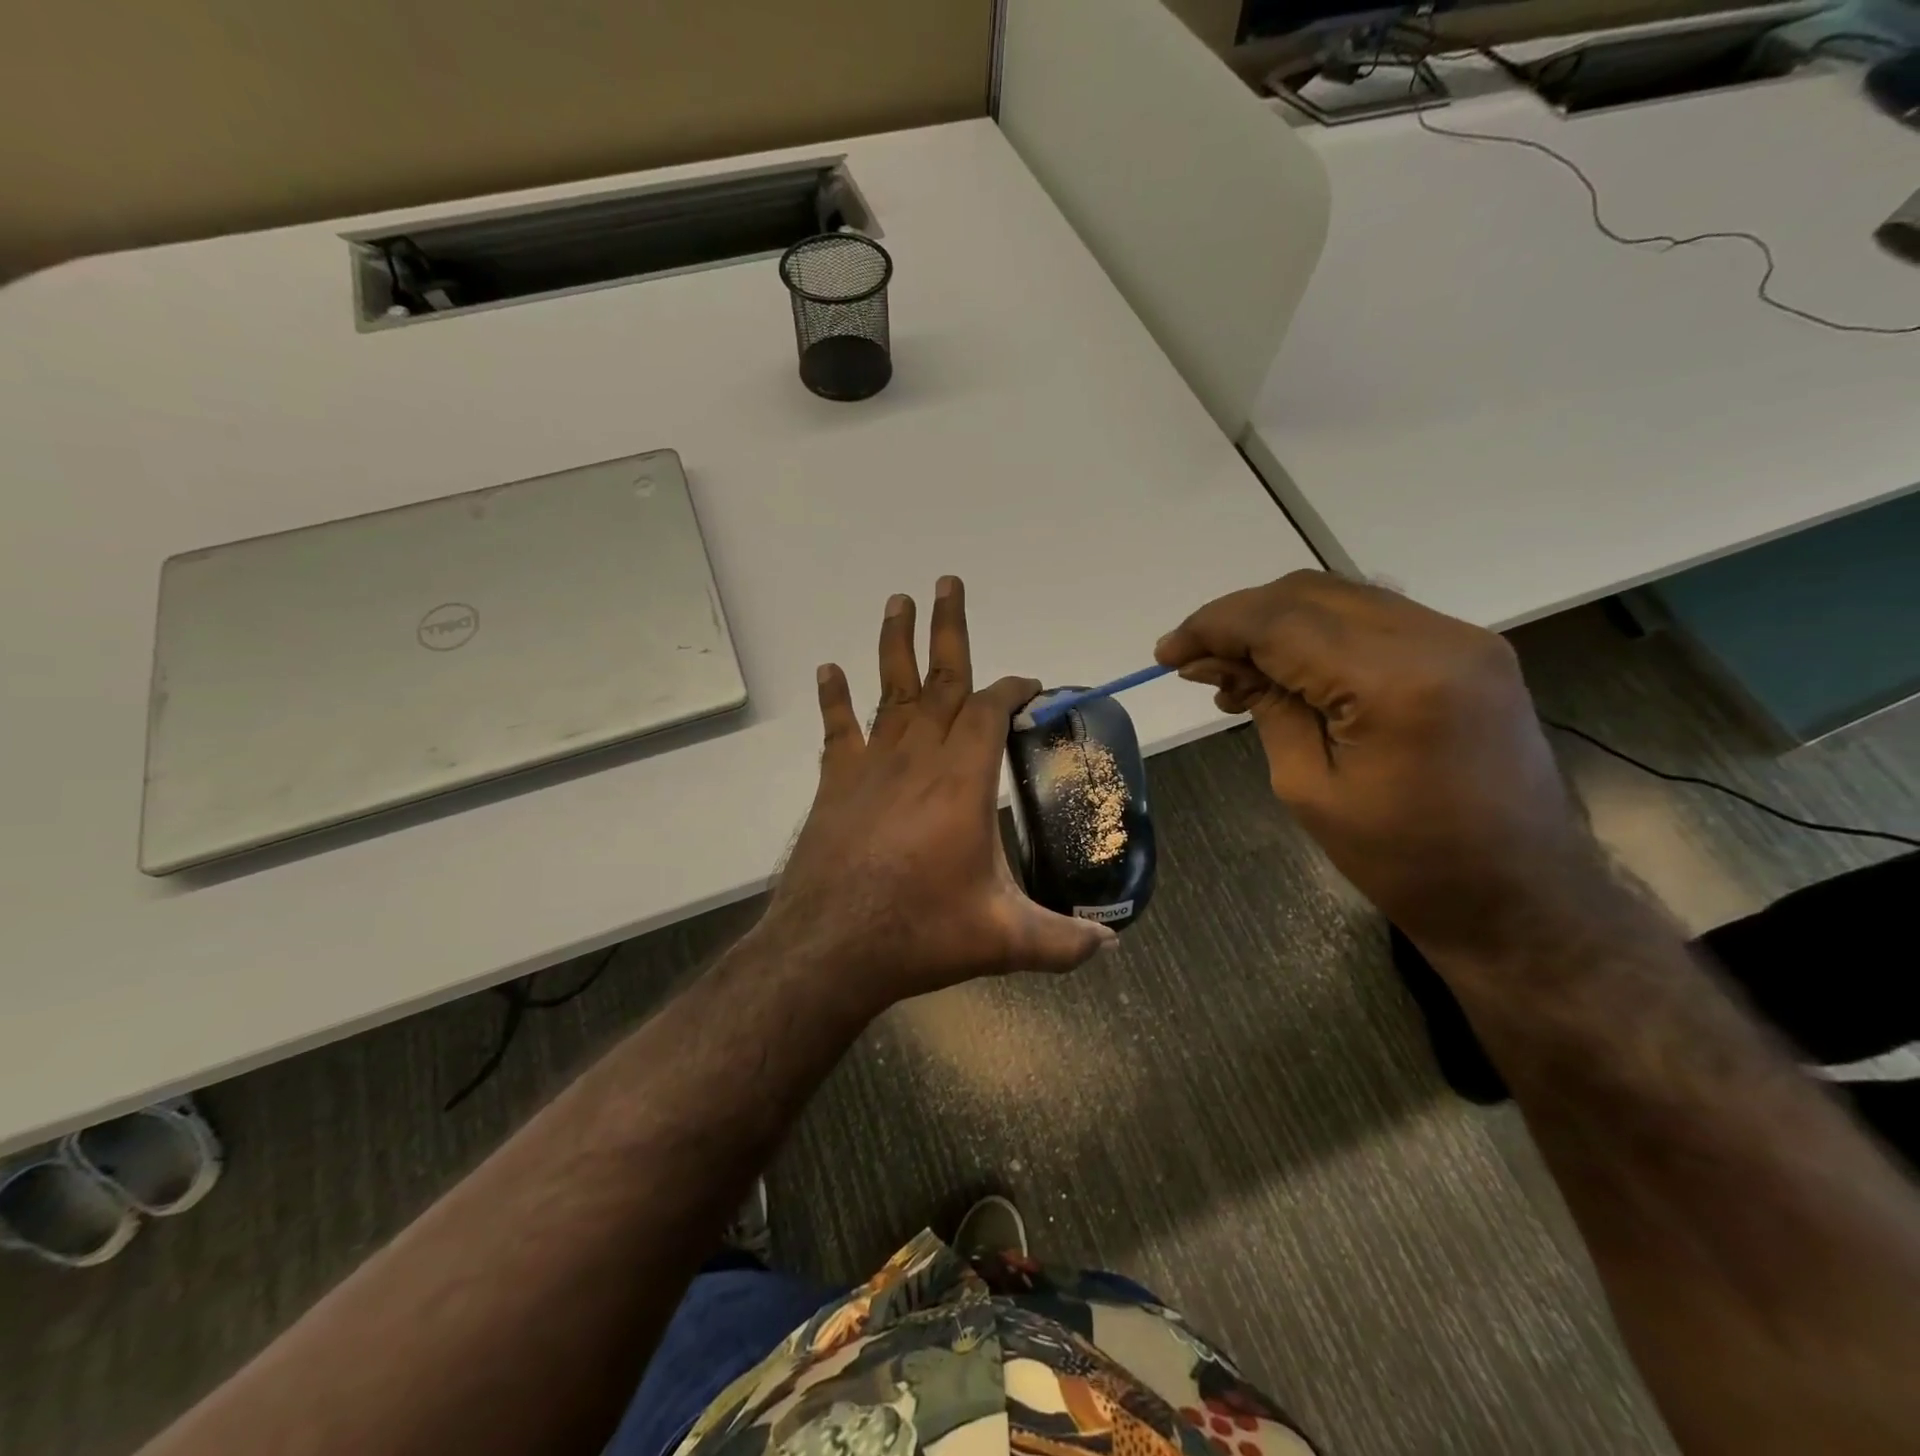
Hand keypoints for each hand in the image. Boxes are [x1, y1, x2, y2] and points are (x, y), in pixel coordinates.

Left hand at [762, 577, 1116, 1017]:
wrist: (830, 948)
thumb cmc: (920, 934)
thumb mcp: (1003, 940)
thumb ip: (1062, 942)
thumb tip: (1111, 947)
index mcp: (962, 781)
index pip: (990, 711)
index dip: (1012, 689)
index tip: (1029, 684)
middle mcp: (918, 758)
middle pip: (940, 679)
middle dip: (948, 628)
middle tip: (948, 581)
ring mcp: (871, 767)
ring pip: (889, 692)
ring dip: (894, 644)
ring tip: (898, 601)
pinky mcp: (835, 785)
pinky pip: (837, 729)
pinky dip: (834, 698)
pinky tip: (828, 669)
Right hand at [1155, 571, 1596, 960]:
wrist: (1521, 896)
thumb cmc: (1404, 862)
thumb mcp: (1309, 788)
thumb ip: (1267, 707)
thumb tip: (1215, 663)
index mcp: (1395, 681)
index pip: (1280, 622)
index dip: (1213, 627)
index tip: (1167, 652)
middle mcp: (1435, 638)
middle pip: (1308, 594)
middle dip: (1239, 618)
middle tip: (1194, 660)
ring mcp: (1461, 639)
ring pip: (1340, 598)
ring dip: (1276, 623)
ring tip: (1233, 669)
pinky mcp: (1469, 651)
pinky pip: (1373, 619)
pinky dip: (1318, 633)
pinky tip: (1288, 669)